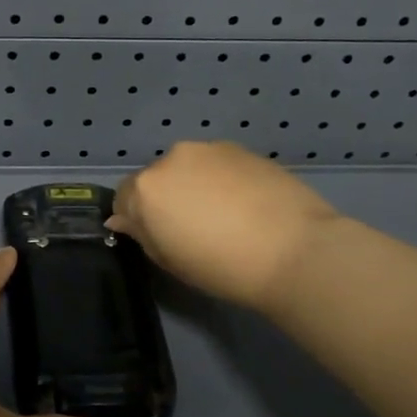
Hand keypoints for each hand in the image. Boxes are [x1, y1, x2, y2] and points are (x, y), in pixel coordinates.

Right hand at [109, 140, 341, 314]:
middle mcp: (172, 158)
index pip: (123, 198)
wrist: (294, 250)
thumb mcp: (170, 261)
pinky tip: (245, 206)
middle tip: (193, 229)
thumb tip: (122, 219)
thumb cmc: (222, 266)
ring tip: (224, 216)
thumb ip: (141, 234)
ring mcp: (210, 149)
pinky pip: (219, 165)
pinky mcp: (243, 149)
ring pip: (189, 168)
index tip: (158, 238)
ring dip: (195, 186)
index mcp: (146, 188)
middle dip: (167, 198)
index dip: (136, 219)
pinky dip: (223, 181)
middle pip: (157, 178)